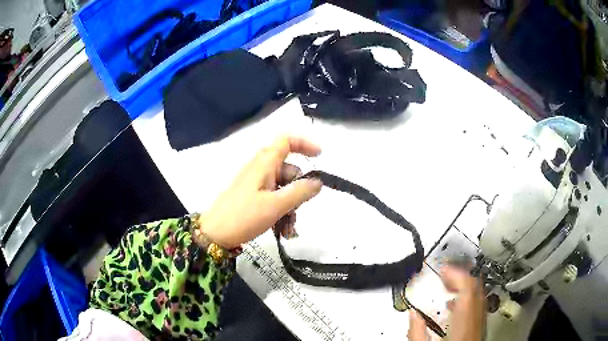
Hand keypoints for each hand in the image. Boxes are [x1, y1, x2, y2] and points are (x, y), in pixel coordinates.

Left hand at [199, 136, 322, 247]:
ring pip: (283, 188)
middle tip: (297, 212)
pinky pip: (274, 199)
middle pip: (289, 171)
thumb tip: (318, 182)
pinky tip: (281, 231)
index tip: (320, 157)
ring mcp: (256, 183)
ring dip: (290, 207)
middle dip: (298, 192)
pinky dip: (281, 212)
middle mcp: (261, 169)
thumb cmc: (244, 216)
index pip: (286, 141)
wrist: (214, 234)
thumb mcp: (276, 205)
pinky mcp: (252, 197)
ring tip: (288, 230)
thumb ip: (299, 192)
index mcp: (265, 163)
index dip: (305, 144)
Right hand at [408, 266, 485, 340]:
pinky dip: (467, 298)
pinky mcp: (479, 327)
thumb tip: (413, 314)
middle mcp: (476, 317)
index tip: (442, 268)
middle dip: (461, 275)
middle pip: (476, 286)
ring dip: (464, 285)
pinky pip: (478, 305)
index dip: (456, 272)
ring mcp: (480, 322)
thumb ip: (417, 331)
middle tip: (445, 273)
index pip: (468, 285)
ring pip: (479, 294)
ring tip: (449, 285)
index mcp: (464, 320)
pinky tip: (456, 304)